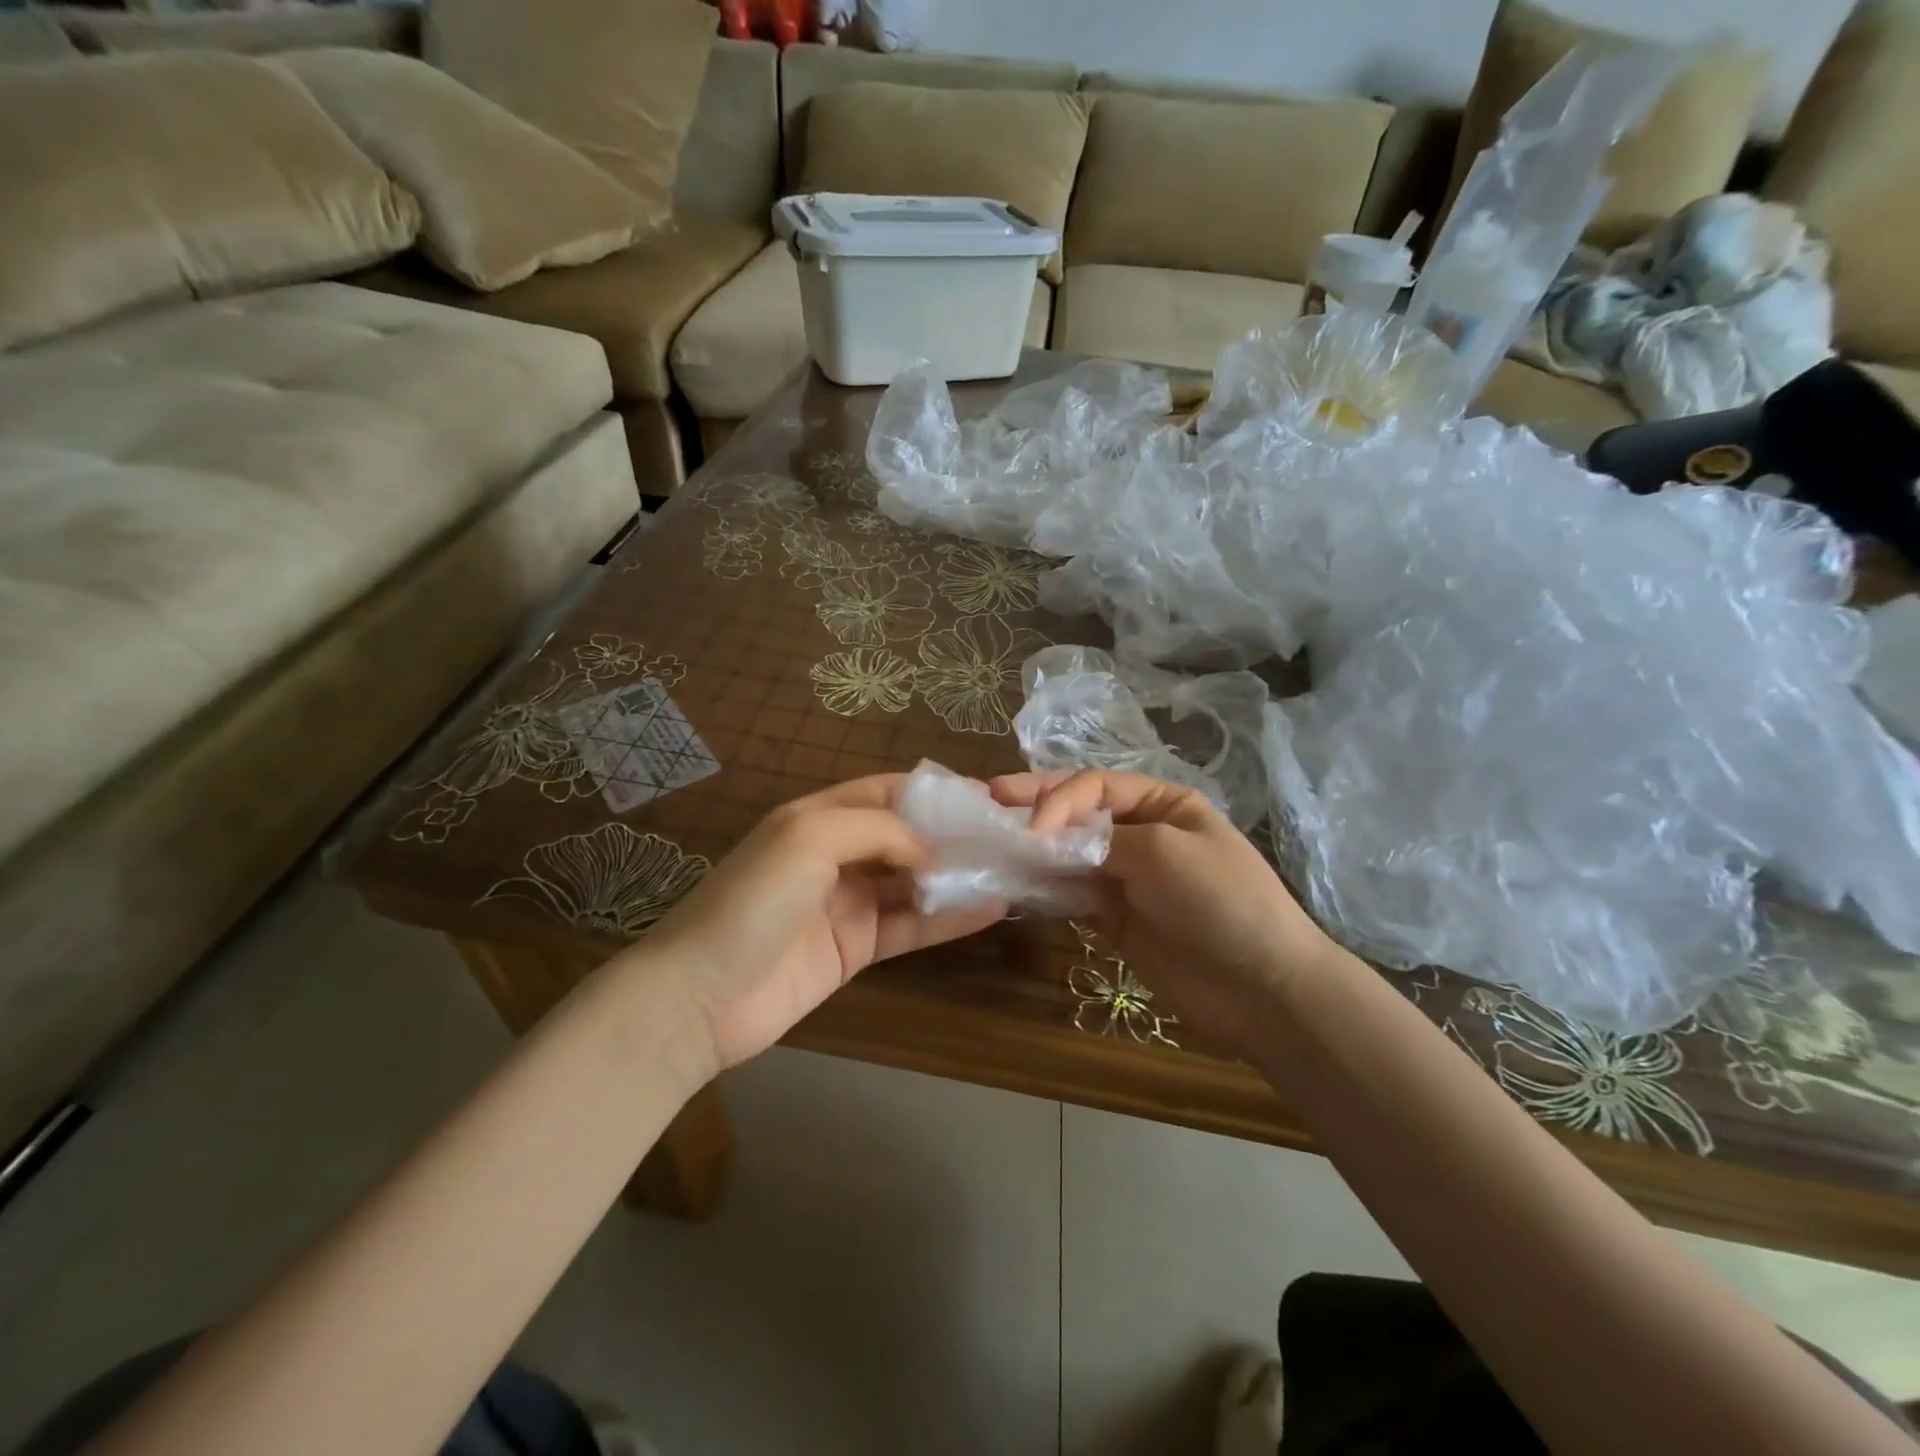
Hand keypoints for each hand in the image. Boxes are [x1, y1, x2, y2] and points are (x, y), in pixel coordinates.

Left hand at [643, 776, 1004, 1072]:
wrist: (699, 998)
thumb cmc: (752, 901)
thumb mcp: (809, 838)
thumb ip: (877, 828)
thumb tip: (930, 847)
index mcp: (819, 817)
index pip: (887, 792)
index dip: (933, 793)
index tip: (983, 798)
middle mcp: (836, 855)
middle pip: (905, 837)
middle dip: (952, 835)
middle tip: (1007, 837)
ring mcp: (846, 904)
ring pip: (913, 882)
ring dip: (956, 876)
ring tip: (1009, 870)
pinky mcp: (855, 949)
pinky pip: (910, 927)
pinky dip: (948, 919)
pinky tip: (989, 910)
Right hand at [992, 769, 1339, 1057]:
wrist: (1264, 988)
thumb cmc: (1222, 901)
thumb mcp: (1166, 851)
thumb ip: (1102, 838)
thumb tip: (1046, 838)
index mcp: (1162, 803)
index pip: (1095, 786)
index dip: (1057, 798)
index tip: (1031, 828)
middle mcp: (1140, 834)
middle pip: (1076, 814)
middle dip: (1033, 806)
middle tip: (987, 799)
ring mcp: (1125, 878)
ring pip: (1067, 854)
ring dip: (1032, 848)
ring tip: (989, 843)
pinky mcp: (1113, 919)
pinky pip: (1070, 894)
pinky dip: (1043, 887)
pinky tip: (1014, 883)